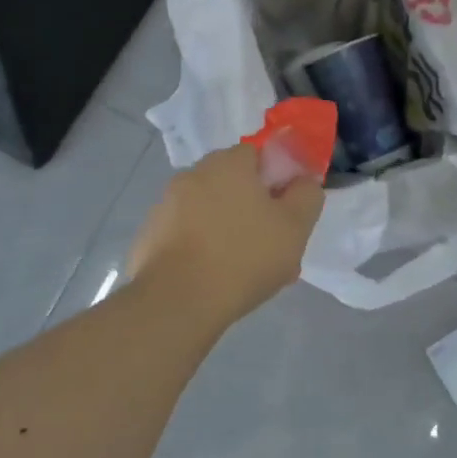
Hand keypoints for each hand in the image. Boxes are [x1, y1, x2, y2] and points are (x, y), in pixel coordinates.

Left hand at [129, 144, 323, 329]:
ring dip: (224, 229)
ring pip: (208, 211)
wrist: (177, 301)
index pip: (257, 156)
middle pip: (231, 183)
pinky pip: (185, 235)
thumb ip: (307, 195)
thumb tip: (302, 182)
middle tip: (268, 244)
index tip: (284, 213)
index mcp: (228, 163)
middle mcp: (193, 173)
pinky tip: (212, 278)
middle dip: (250, 207)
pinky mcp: (149, 235)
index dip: (275, 181)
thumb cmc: (244, 257)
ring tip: (242, 270)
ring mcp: (165, 204)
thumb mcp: (295, 227)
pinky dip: (199, 248)